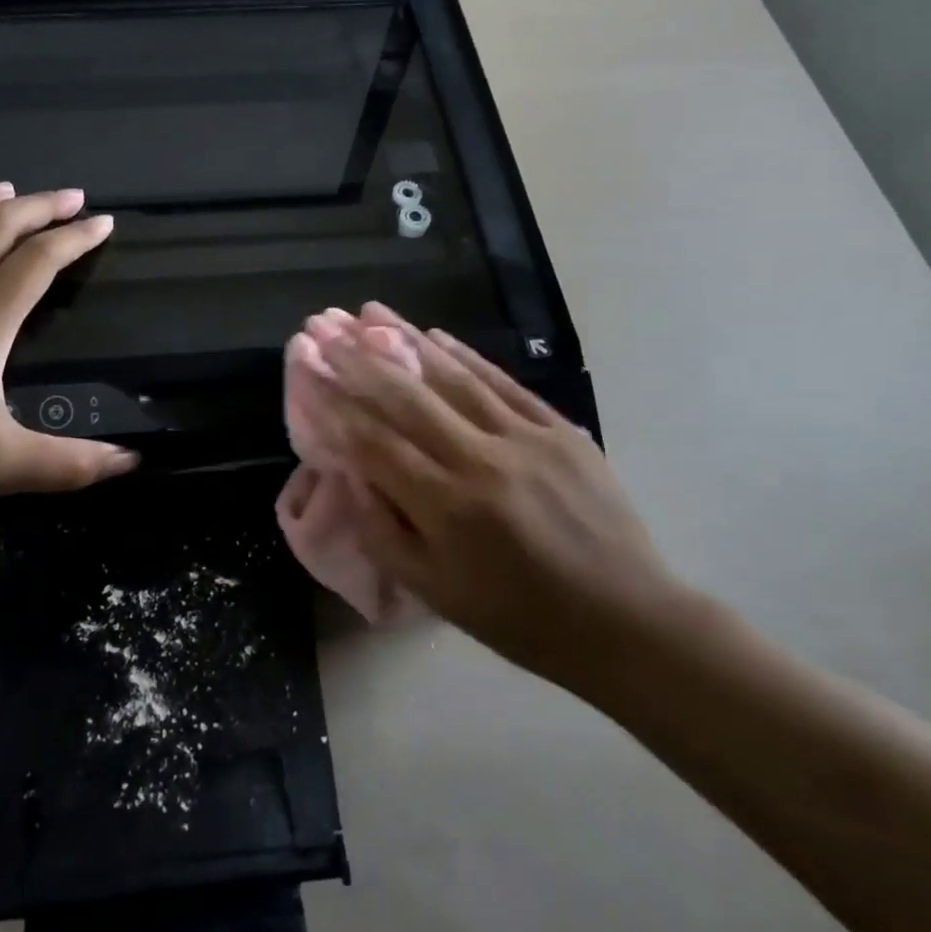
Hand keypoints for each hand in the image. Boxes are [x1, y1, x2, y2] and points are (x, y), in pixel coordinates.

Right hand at [298, 303, 688, 693]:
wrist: (623, 619)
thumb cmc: (517, 616)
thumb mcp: (434, 591)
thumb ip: (383, 531)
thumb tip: (352, 474)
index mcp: (446, 507)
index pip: (374, 443)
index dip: (335, 406)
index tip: (307, 373)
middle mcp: (481, 461)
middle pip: (406, 398)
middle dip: (357, 359)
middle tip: (322, 326)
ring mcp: (525, 438)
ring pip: (453, 378)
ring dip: (405, 340)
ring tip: (369, 311)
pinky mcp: (559, 429)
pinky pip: (503, 383)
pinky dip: (465, 356)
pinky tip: (434, 334)